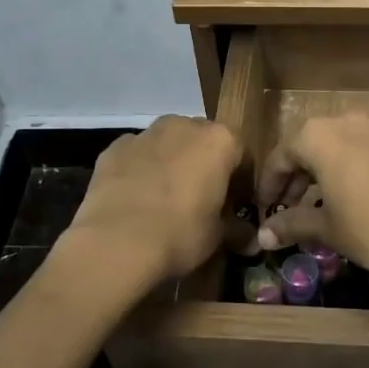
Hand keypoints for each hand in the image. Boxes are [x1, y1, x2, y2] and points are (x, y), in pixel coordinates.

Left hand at [62, 116, 239, 293]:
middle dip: (204, 165)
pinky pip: (137, 155)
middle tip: (201, 200)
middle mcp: (184, 126)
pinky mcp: (115, 147)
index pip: (241, 156)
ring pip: (167, 143)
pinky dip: (140, 169)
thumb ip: (237, 231)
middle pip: (203, 142)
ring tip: (165, 199)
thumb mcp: (218, 237)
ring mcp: (146, 133)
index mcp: (219, 141)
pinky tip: (136, 198)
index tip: (235, 206)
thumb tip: (253, 241)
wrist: (116, 241)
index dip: (240, 183)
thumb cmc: (180, 234)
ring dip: (172, 162)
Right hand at [253, 112, 368, 290]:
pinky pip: (359, 154)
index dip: (268, 186)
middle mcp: (343, 123)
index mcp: (318, 136)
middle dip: (294, 180)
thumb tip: (263, 235)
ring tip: (315, 211)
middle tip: (286, 212)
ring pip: (334, 149)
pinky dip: (345, 173)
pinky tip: (349, 203)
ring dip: (320, 176)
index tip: (264, 211)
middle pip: (307, 148)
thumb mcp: (326, 228)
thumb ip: (292, 225)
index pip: (280, 157)